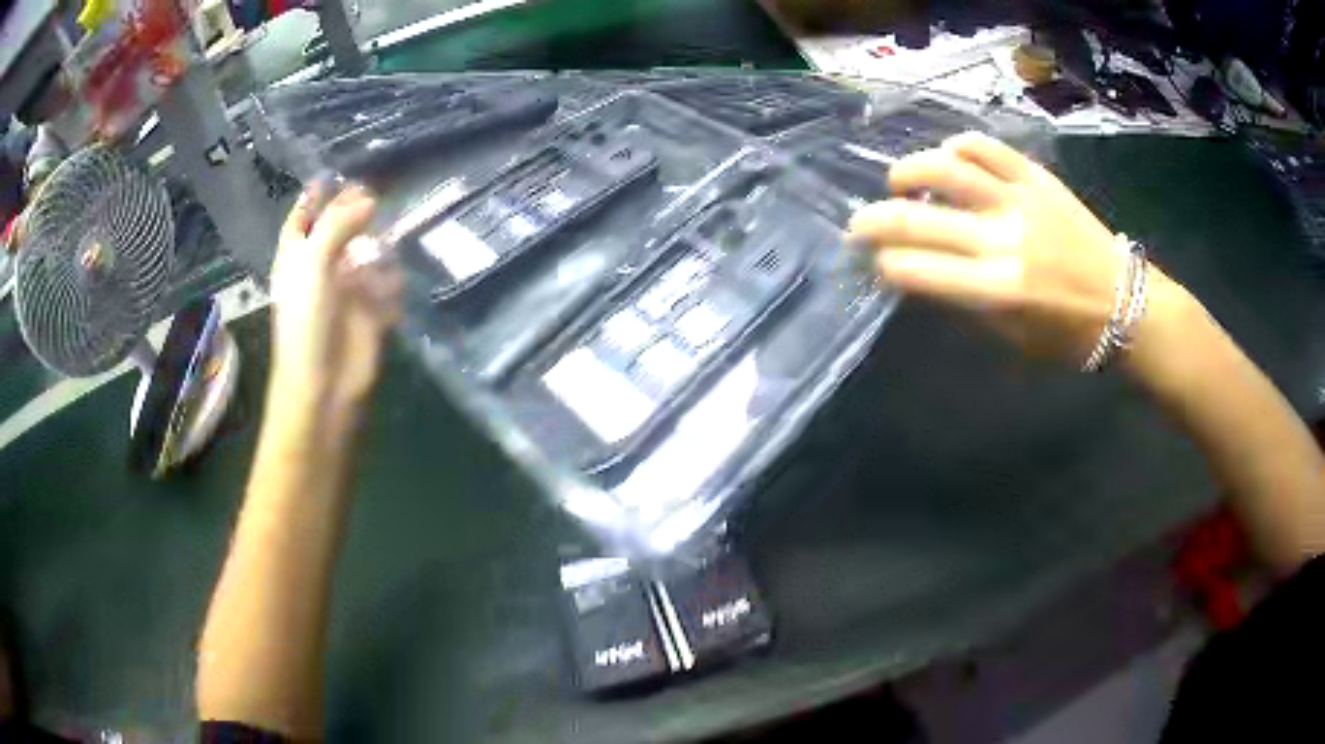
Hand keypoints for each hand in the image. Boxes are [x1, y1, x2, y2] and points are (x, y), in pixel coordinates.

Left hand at [269, 183, 402, 412]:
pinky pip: (386, 285)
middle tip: (379, 191)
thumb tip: (370, 198)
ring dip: (379, 246)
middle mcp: (321, 267)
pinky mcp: (371, 310)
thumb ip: (339, 223)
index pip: (302, 218)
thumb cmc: (307, 319)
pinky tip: (391, 284)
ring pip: (366, 254)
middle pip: (339, 230)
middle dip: (356, 212)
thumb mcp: (313, 261)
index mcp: (297, 256)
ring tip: (393, 235)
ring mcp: (347, 289)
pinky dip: (391, 281)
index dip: (314, 197)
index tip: (335, 173)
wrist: (324, 382)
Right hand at [848, 132, 1178, 364]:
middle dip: (874, 221)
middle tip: (860, 225)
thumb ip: (966, 302)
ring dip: (909, 171)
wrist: (1123, 302)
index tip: (877, 264)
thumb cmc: (1069, 337)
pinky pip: (987, 147)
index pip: (917, 270)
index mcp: (997, 290)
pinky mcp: (1037, 178)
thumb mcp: (1012, 339)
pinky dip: (958, 146)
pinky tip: (949, 158)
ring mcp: (1020, 200)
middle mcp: (1002, 239)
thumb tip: (925, 271)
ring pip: (948, 167)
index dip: (887, 265)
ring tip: (899, 182)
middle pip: (919, 217)